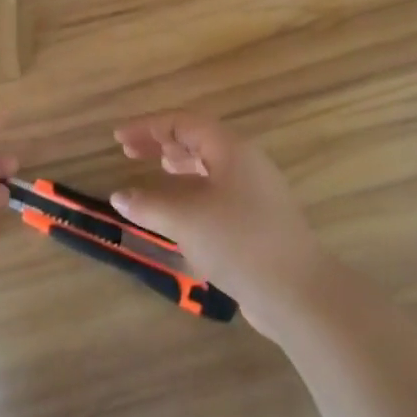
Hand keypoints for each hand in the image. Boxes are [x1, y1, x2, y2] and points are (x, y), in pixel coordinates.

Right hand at [111, 112, 324, 340]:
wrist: (298, 293)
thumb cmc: (239, 243)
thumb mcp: (186, 221)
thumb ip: (148, 205)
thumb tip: (119, 196)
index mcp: (231, 150)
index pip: (183, 123)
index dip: (148, 127)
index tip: (118, 138)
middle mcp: (245, 163)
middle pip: (198, 140)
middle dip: (162, 143)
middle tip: (128, 151)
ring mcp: (255, 192)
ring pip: (210, 166)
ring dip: (179, 165)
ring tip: (155, 169)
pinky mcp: (257, 219)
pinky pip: (218, 191)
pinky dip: (193, 191)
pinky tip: (179, 209)